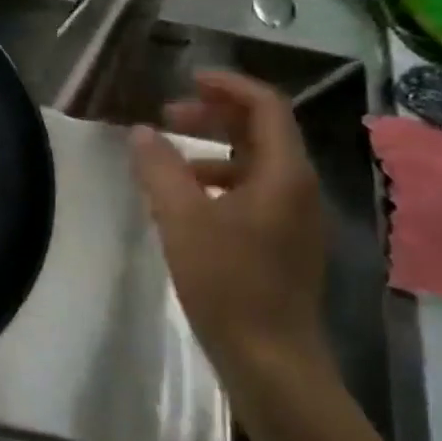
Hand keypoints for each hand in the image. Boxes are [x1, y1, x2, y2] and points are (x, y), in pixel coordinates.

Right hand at [130, 71, 333, 394]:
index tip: (188, 80)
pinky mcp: (284, 245)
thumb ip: (160, 169)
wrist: (271, 361)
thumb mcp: (182, 220)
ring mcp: (295, 220)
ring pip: (256, 165)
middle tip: (168, 117)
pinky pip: (254, 194)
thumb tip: (142, 132)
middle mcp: (298, 190)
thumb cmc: (228, 283)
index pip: (266, 107)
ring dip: (214, 151)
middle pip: (262, 132)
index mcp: (284, 175)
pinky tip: (186, 205)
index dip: (228, 86)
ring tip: (168, 162)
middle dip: (215, 116)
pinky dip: (220, 183)